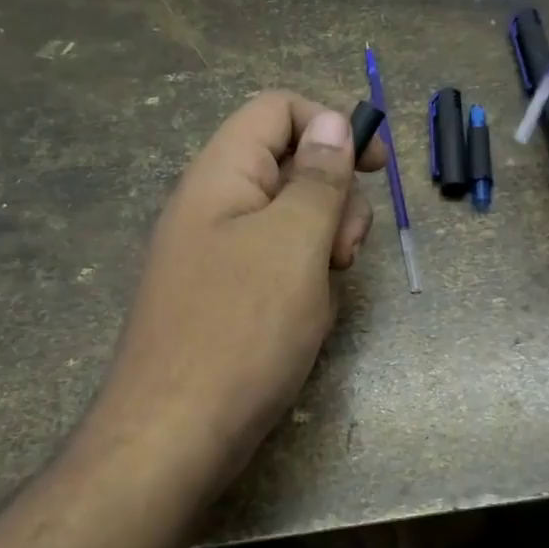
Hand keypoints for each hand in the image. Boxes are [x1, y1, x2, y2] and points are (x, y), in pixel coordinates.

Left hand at [89, 91, 382, 495]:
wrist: (174, 437)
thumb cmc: (241, 330)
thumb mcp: (294, 243)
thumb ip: (319, 178)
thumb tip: (334, 121)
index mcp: (222, 175)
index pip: (277, 110)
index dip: (331, 125)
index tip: (375, 167)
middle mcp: (214, 205)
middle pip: (290, 165)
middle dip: (333, 199)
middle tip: (343, 251)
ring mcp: (217, 254)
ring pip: (290, 220)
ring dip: (323, 245)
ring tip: (324, 291)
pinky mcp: (225, 296)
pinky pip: (277, 265)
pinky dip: (304, 281)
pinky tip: (306, 319)